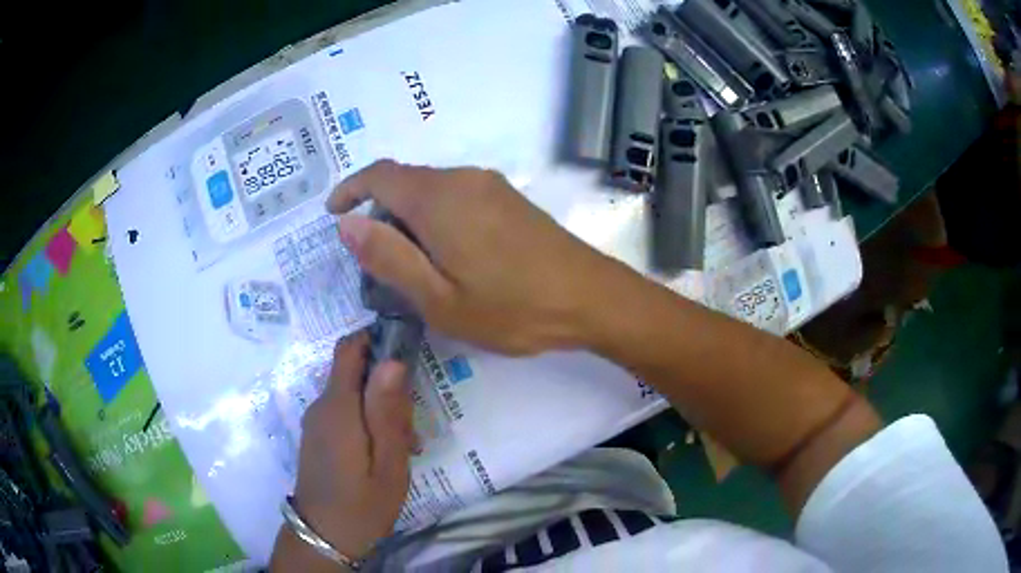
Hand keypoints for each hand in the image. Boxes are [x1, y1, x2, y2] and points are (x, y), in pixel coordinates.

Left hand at [274, 333, 414, 565]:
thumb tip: (392, 360)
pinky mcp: (317, 435)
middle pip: (355, 372)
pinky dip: (367, 421)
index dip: (376, 338)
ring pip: (352, 394)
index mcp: (339, 407)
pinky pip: (344, 412)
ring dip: (380, 408)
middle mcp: (322, 405)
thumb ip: (388, 412)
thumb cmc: (362, 504)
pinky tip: (384, 453)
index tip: (407, 351)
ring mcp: (316, 421)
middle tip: (412, 425)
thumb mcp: (388, 464)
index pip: (349, 348)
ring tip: (404, 446)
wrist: (323, 537)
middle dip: (387, 385)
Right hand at [328, 160, 621, 354]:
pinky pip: (456, 197)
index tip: (333, 214)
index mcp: (438, 198)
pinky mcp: (509, 199)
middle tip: (375, 263)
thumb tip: (348, 223)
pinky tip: (447, 257)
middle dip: (380, 213)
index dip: (350, 189)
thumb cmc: (512, 308)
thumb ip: (389, 257)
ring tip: (411, 268)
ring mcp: (490, 186)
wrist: (591, 299)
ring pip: (431, 191)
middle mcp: (463, 179)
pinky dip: (435, 219)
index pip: (379, 175)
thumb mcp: (438, 298)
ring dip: (409, 219)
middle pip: (405, 182)